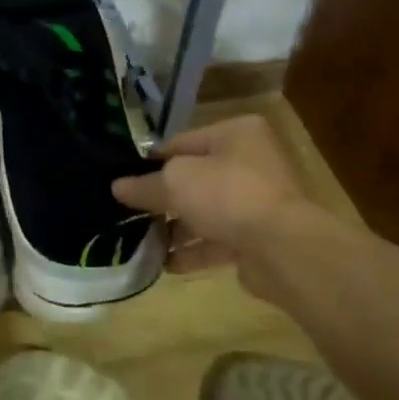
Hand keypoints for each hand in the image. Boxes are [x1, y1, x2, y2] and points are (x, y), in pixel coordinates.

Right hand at [112, 114, 323, 299]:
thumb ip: (144, 185)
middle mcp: (250, 163)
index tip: (124, 183)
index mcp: (235, 134)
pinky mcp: (258, 238)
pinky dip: (192, 252)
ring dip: (175, 229)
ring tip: (141, 243)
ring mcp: (256, 202)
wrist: (281, 247)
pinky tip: (164, 265)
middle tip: (129, 215)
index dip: (151, 163)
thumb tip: (117, 187)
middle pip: (193, 180)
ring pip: (205, 213)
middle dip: (162, 200)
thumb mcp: (175, 182)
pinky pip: (217, 241)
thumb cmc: (226, 194)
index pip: (181, 143)